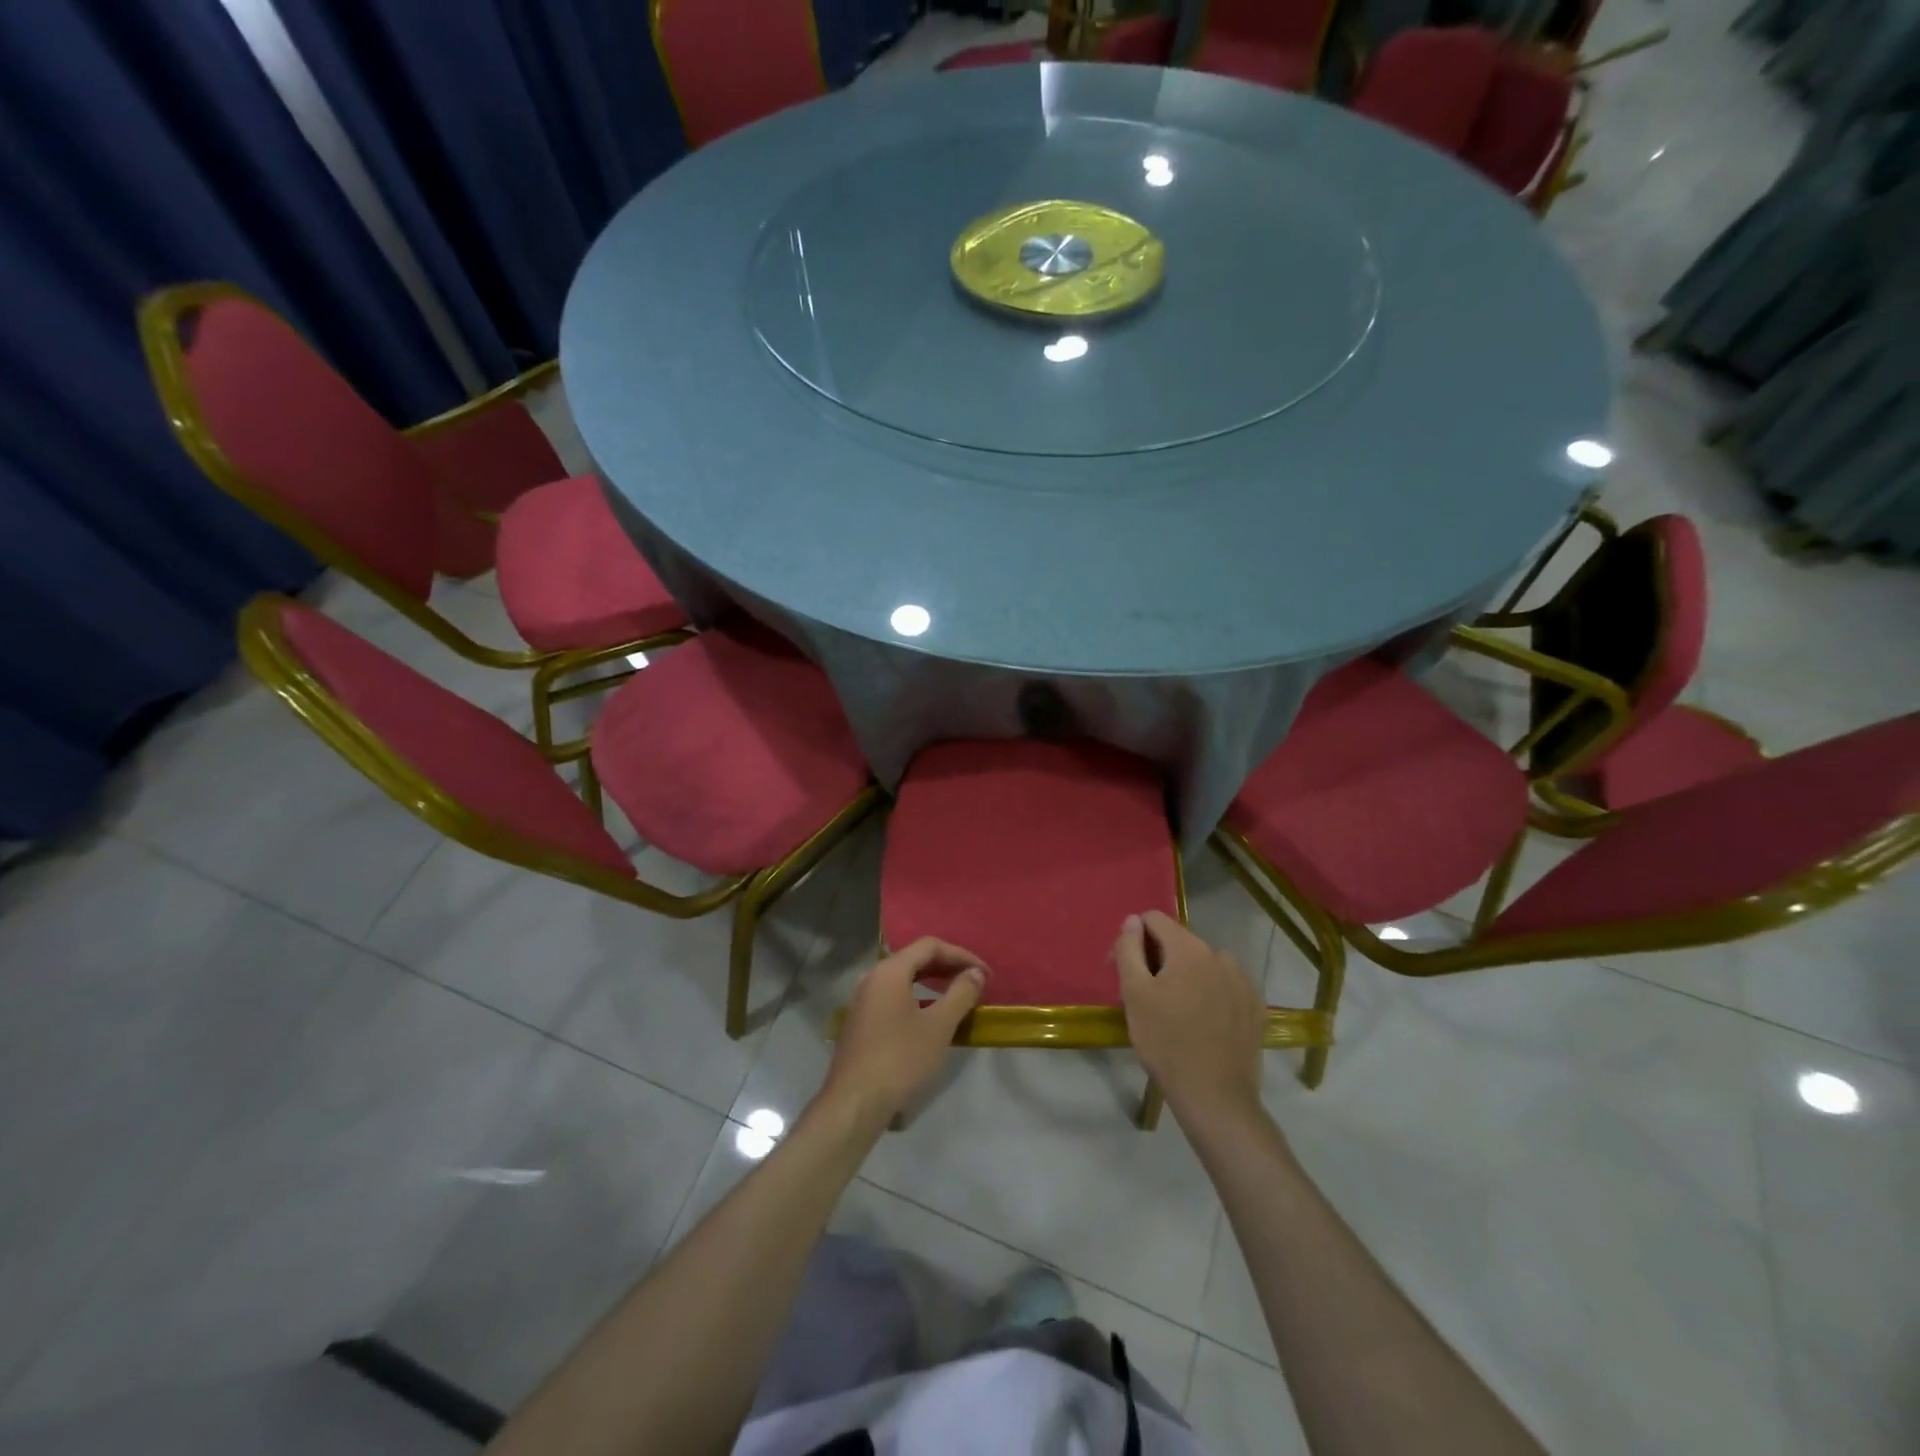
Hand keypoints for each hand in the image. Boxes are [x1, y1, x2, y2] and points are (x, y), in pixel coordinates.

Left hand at [822, 938, 986, 1129]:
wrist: (854, 1104)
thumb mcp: (939, 1026)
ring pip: (903, 979)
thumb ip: (960, 994)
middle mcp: (872, 978)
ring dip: (932, 982)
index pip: (930, 946)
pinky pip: (894, 996)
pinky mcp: (861, 1022)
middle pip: (914, 959)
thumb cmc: (900, 1060)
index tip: (985, 974)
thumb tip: (975, 972)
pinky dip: (917, 998)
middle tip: (974, 980)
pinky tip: (930, 1017)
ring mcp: (863, 1000)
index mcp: (889, 971)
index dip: (961, 955)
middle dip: (947, 966)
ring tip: (957, 995)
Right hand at [1114, 912, 1263, 1120]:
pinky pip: (1224, 986)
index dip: (1133, 939)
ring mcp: (1242, 981)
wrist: (1215, 1097)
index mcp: (1189, 948)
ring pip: (1203, 964)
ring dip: (1184, 976)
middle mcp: (1220, 955)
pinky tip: (1201, 1022)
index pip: (1154, 919)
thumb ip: (1128, 949)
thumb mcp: (1134, 994)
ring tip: (1174, 1010)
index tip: (1125, 970)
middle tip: (1144, 996)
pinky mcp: (1255, 1007)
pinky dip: (1208, 994)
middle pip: (1179, 942)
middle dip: (1158, 960)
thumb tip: (1132, 920)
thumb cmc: (1166, 1042)